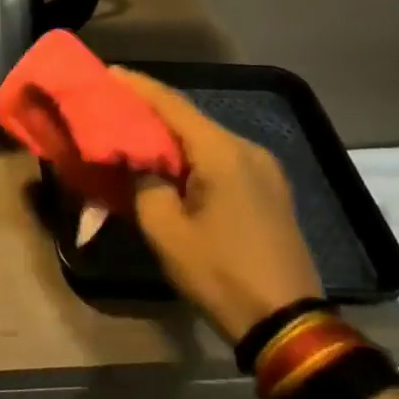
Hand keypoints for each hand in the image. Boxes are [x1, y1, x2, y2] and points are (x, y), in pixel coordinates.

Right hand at [110, 67, 322, 342]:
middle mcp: (248, 150)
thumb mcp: (165, 229)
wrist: (289, 326)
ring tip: (135, 129)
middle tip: (115, 102)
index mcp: (223, 153)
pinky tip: (170, 159)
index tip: (108, 72)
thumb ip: (144, 182)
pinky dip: (192, 152)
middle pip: (190, 117)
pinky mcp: (269, 191)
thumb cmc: (220, 273)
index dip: (137, 86)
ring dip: (171, 133)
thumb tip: (138, 161)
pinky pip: (222, 157)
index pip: (172, 105)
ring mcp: (265, 170)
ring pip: (207, 137)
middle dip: (151, 108)